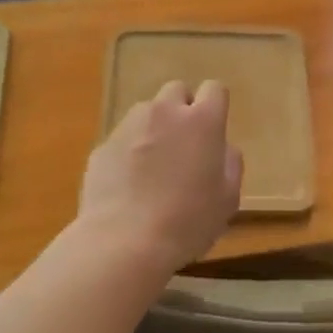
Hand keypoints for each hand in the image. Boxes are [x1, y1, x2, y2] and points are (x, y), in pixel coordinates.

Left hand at [77, 80, 242, 274]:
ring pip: (147, 112)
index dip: (215, 105)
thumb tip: (222, 148)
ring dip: (154, 127)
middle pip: (177, 90)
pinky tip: (129, 184)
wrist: (123, 243)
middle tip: (184, 144)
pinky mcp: (103, 145)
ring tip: (153, 165)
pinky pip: (123, 138)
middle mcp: (165, 112)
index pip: (214, 88)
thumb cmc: (187, 222)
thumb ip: (230, 163)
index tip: (213, 130)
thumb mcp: (228, 199)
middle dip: (182, 109)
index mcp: (202, 121)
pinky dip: (129, 151)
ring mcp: (129, 126)